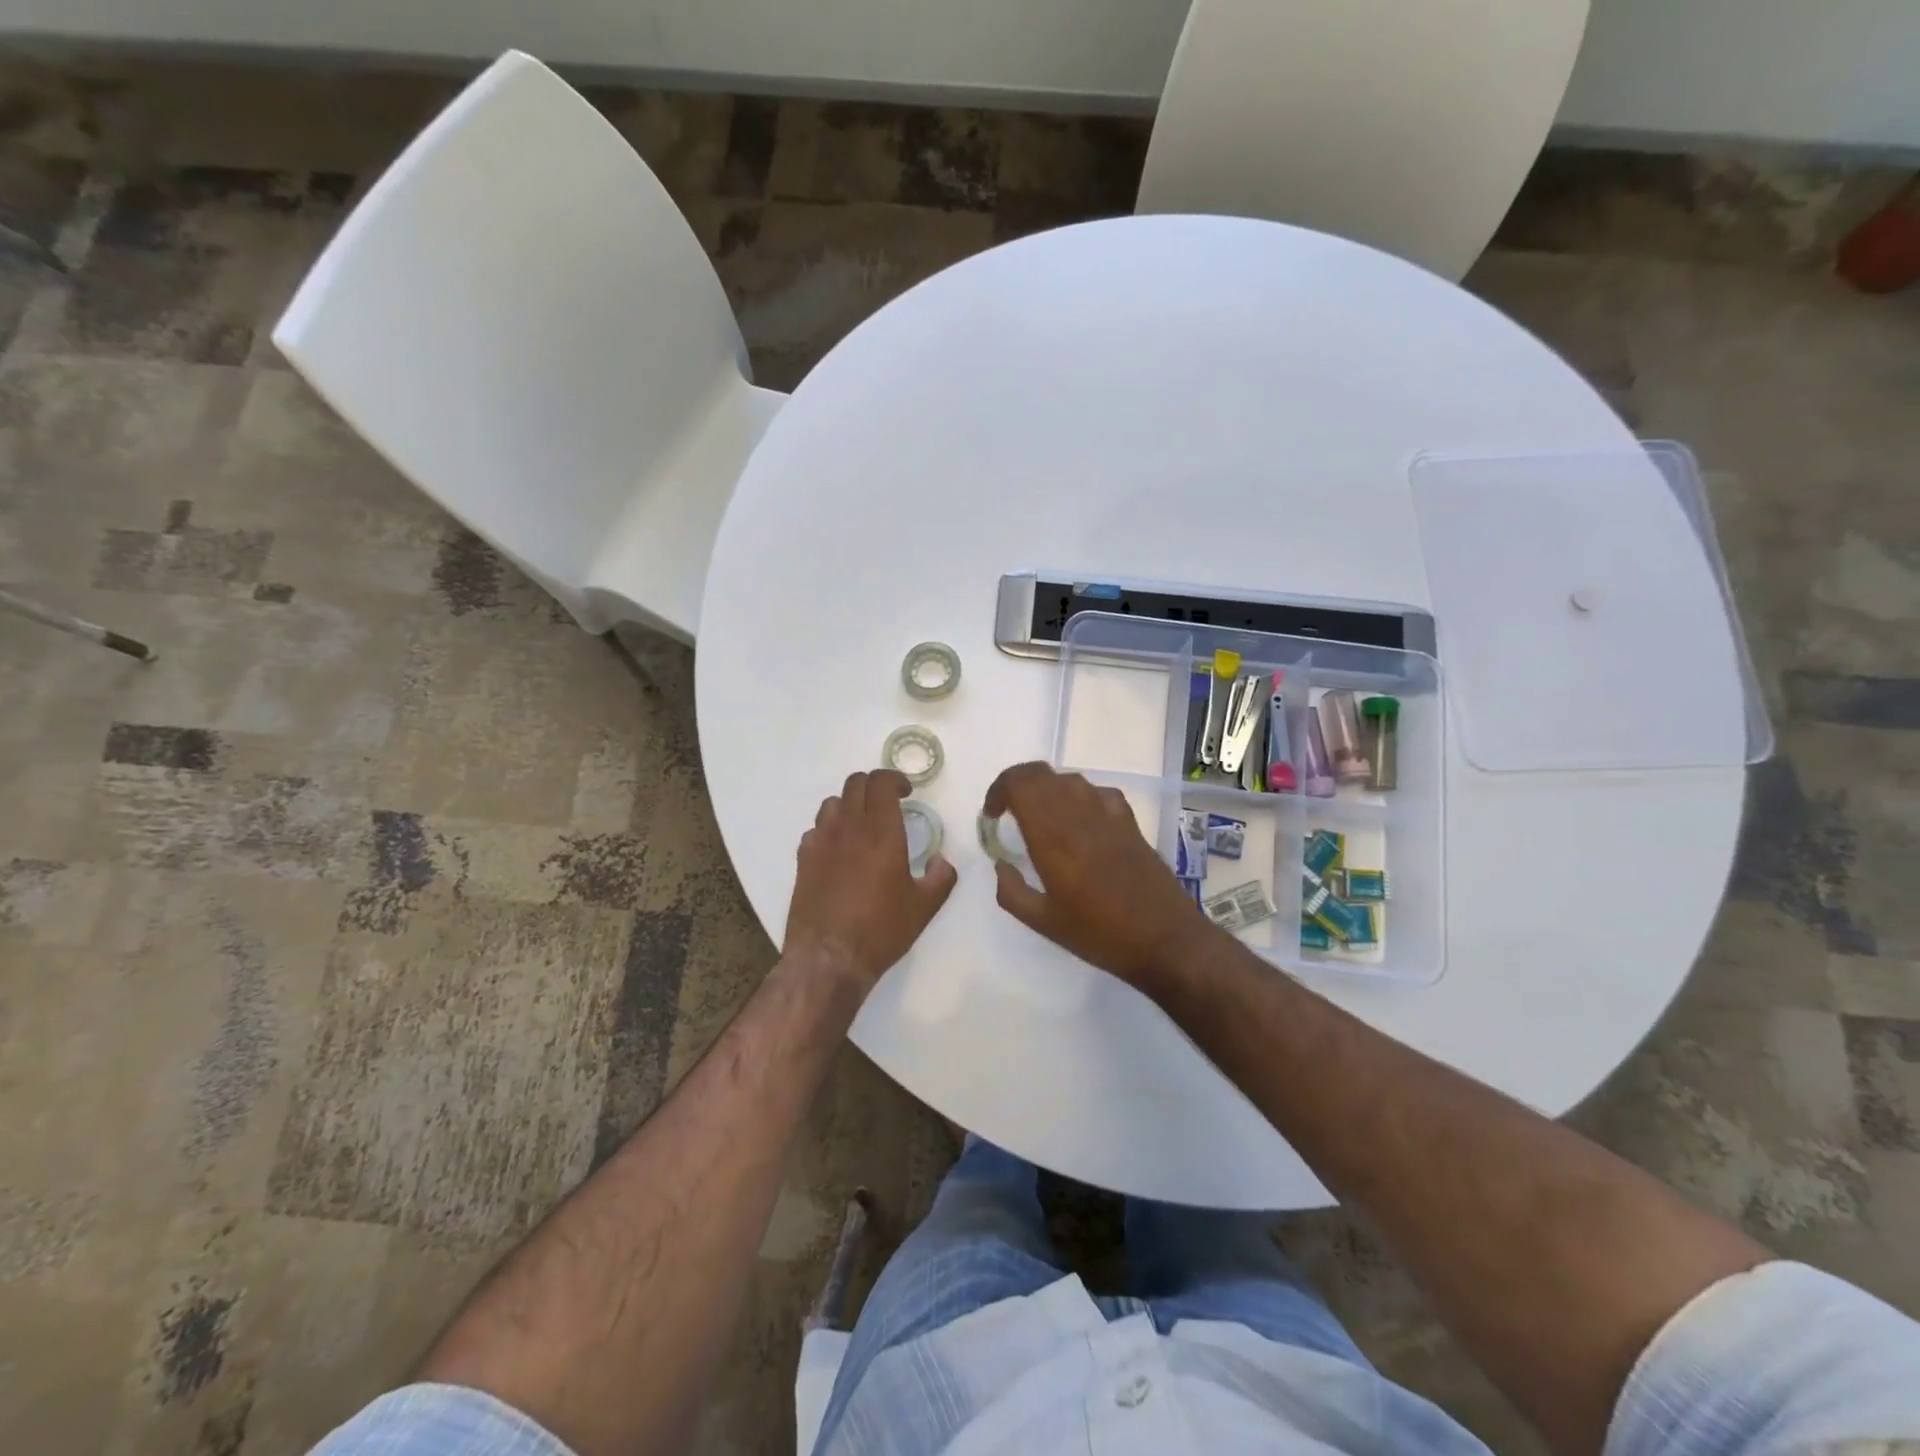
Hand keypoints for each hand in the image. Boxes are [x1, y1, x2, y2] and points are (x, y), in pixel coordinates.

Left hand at [785, 770, 957, 989]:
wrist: (829, 958)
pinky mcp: (803, 859)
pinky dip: (830, 829)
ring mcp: (821, 842)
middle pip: (855, 784)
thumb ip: (940, 877)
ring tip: (863, 823)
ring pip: (833, 802)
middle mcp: (849, 829)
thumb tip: (940, 860)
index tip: (906, 792)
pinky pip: (816, 829)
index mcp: (882, 834)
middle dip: (874, 786)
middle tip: (888, 803)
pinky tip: (839, 849)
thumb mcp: (924, 907)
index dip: (894, 779)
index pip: (880, 783)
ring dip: (851, 804)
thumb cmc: (881, 931)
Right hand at [982, 762, 1211, 987]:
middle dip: (1017, 785)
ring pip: (1068, 779)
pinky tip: (1079, 823)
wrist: (1165, 939)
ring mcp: (1108, 813)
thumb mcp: (1043, 922)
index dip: (998, 790)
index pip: (1019, 784)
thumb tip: (1001, 865)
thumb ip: (1012, 891)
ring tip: (1040, 819)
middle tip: (1008, 812)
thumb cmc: (1100, 934)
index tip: (992, 815)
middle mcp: (1079, 814)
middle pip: (1040, 773)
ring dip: (1046, 790)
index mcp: (1053, 836)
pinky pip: (1096, 791)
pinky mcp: (1129, 821)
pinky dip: (1078, 797)